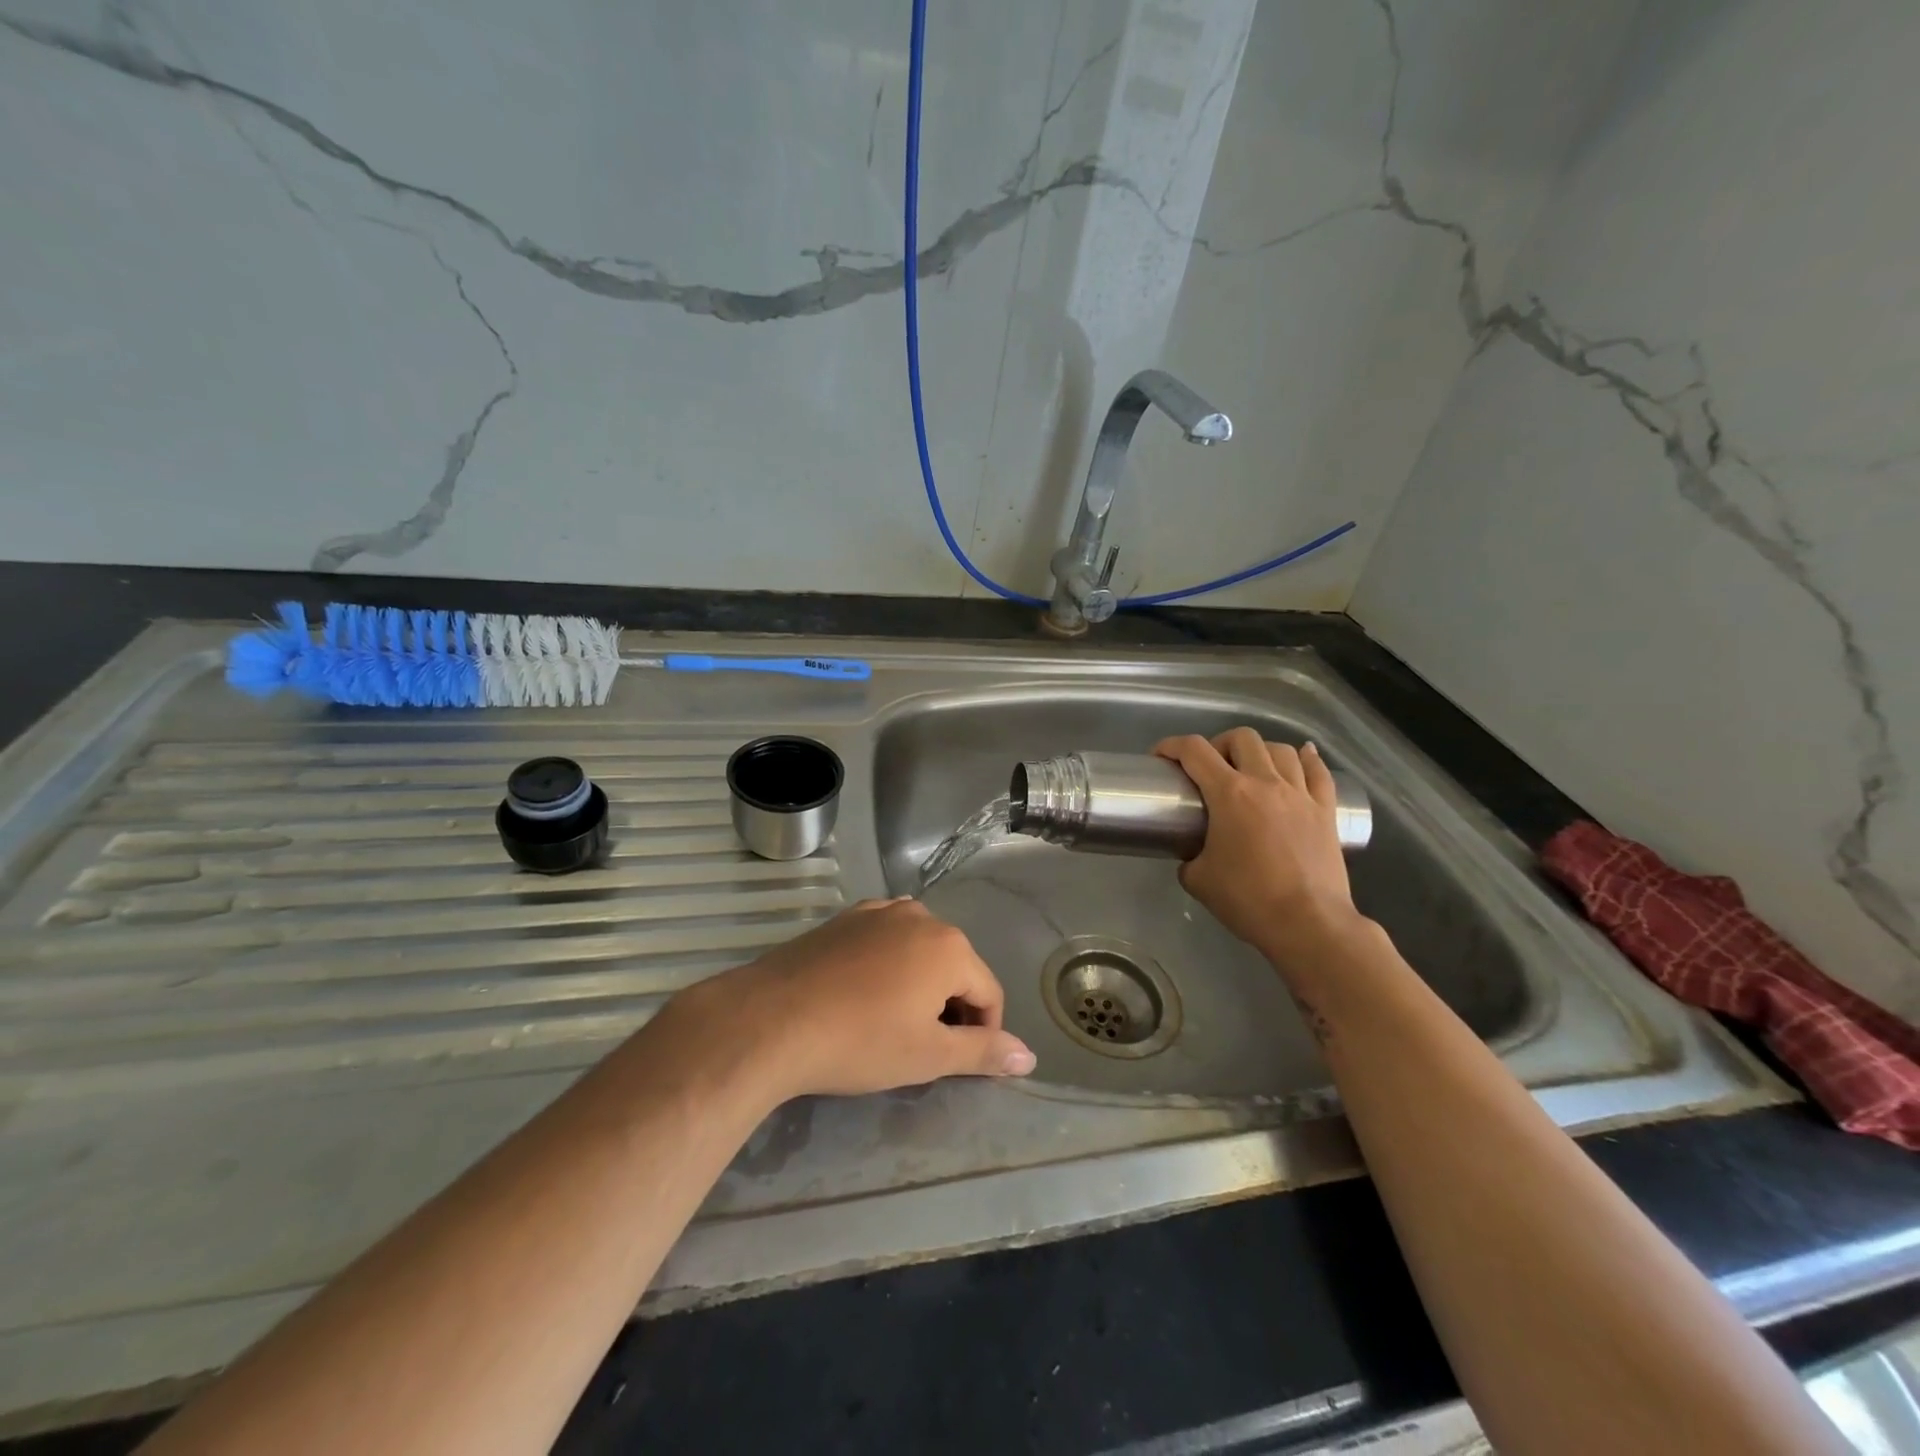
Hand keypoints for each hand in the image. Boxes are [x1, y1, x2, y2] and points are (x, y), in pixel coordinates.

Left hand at [692, 898, 1035, 1099]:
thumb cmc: (860, 1041)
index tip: (956, 1064)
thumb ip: (983, 1051)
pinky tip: (861, 996)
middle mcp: (921, 916)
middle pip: (956, 967)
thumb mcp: (928, 1056)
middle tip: (921, 1047)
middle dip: (950, 1007)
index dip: (983, 1033)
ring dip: (919, 985)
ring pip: (919, 952)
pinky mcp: (845, 918)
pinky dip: (887, 966)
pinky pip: (884, 940)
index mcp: (950, 946)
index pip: (989, 993)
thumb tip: (1029, 1055)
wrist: (771, 1019)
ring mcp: (879, 911)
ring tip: (890, 1023)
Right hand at [1154, 728, 1360, 967]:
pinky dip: (1307, 759)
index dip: (1172, 746)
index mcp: (1229, 794)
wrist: (1308, 924)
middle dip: (1219, 744)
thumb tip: (1193, 855)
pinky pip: (1318, 771)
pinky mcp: (1326, 810)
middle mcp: (1266, 783)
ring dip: (1260, 751)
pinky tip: (1302, 756)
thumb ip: (1189, 858)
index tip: (1161, 757)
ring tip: (1251, 767)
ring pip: (1280, 749)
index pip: (1195, 751)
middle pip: (1242, 738)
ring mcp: (1300, 794)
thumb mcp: (1198, 880)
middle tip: (1210, 767)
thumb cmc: (1248, 900)